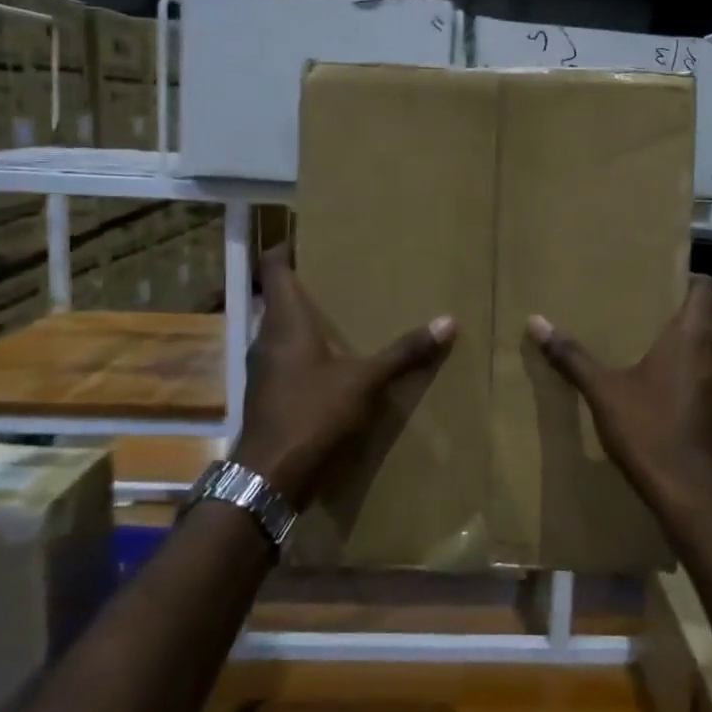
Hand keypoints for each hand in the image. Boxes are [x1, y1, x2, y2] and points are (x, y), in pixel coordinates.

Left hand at [234, 244, 456, 507]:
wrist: (269, 477)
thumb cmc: (312, 414)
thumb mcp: (365, 381)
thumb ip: (404, 352)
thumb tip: (448, 321)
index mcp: (285, 321)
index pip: (274, 267)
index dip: (287, 246)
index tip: (311, 234)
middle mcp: (267, 337)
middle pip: (280, 297)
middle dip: (308, 283)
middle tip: (344, 272)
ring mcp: (264, 368)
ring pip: (283, 329)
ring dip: (307, 319)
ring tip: (345, 312)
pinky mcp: (268, 393)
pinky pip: (286, 357)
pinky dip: (307, 350)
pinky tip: (334, 361)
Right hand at [527, 276, 711, 517]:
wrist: (689, 493)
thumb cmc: (648, 431)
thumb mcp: (603, 392)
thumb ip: (571, 356)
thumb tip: (536, 321)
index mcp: (691, 338)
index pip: (707, 289)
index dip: (691, 278)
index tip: (665, 278)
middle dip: (693, 309)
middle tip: (658, 311)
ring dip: (701, 341)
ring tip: (663, 344)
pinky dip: (702, 370)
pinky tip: (672, 386)